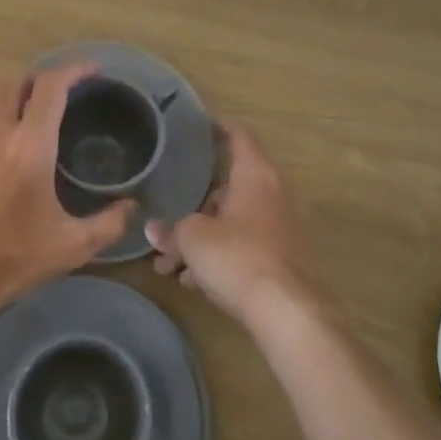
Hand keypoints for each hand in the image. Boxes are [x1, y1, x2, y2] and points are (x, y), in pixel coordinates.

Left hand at [0, 63, 133, 327]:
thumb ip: (109, 223)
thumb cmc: (14, 257)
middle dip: (40, 80)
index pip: (52, 86)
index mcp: (31, 145)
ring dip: (13, 103)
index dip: (74, 70)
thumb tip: (131, 207)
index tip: (93, 71)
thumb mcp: (72, 246)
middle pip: (16, 83)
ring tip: (28, 120)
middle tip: (60, 92)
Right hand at [146, 120, 323, 326]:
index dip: (218, 128)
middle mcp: (271, 194)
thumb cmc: (237, 256)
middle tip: (167, 217)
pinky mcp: (280, 258)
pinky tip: (192, 282)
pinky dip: (218, 256)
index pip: (239, 136)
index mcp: (255, 175)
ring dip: (201, 238)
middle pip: (229, 187)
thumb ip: (172, 230)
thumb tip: (153, 230)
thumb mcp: (192, 239)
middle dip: (196, 205)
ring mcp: (278, 227)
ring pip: (232, 221)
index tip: (198, 127)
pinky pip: (242, 246)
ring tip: (169, 265)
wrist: (287, 312)